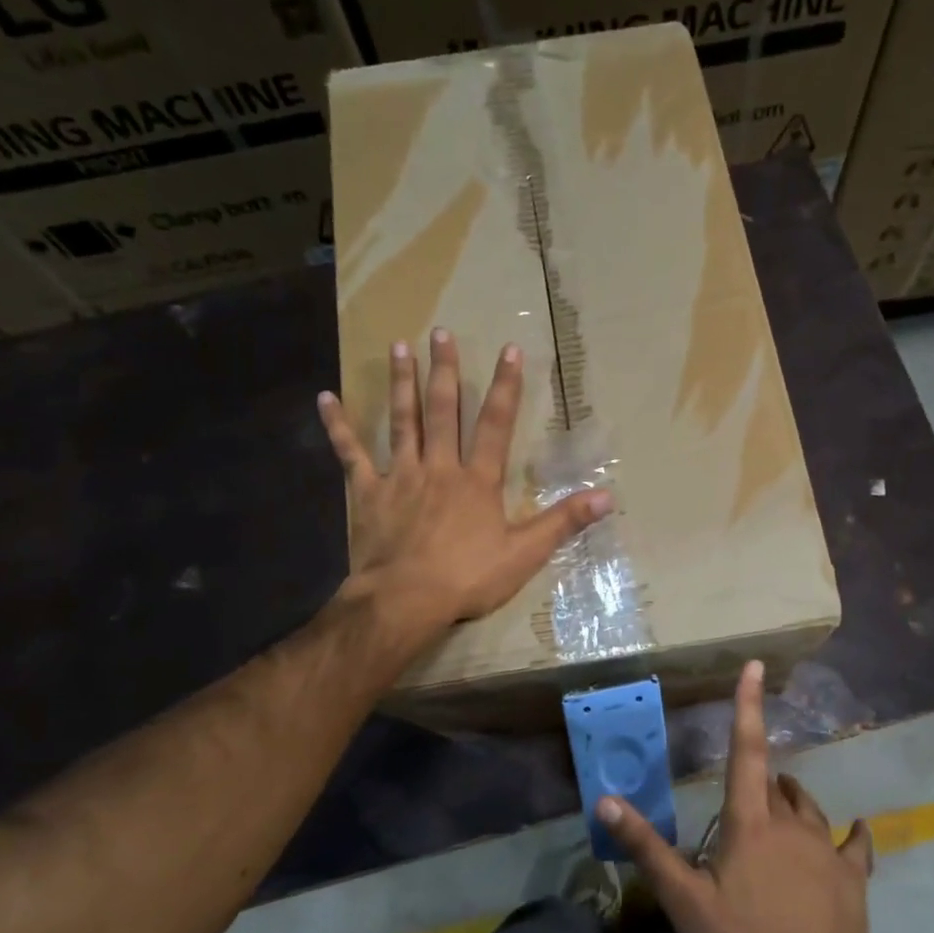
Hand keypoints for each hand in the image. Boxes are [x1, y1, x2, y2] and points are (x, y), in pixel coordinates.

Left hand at [318, 328, 610, 642]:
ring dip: (402, 383)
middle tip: (441, 332)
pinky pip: (350, 454)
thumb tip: (608, 496)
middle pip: (443, 410)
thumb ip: (564, 521)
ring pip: (402, 421)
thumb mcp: (526, 554)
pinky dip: (338, 426)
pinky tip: (326, 398)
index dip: (505, 387)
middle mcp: (439, 467)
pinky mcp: (368, 493)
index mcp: (478, 481)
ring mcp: (400, 476)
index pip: (495, 424)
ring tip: (399, 345)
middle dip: (445, 370)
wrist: (405, 600)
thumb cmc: (467, 578)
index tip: (509, 349)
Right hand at [598, 661, 879, 932]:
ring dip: (794, 800)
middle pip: (775, 785)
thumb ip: (647, 848)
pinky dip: (852, 835)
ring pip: (810, 808)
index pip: (745, 750)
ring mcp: (826, 847)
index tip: (755, 665)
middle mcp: (791, 822)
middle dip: (761, 780)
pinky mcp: (852, 875)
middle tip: (746, 797)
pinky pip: (855, 844)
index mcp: (750, 821)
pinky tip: (857, 831)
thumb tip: (606, 800)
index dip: (747, 705)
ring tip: (784, 801)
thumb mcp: (684, 901)